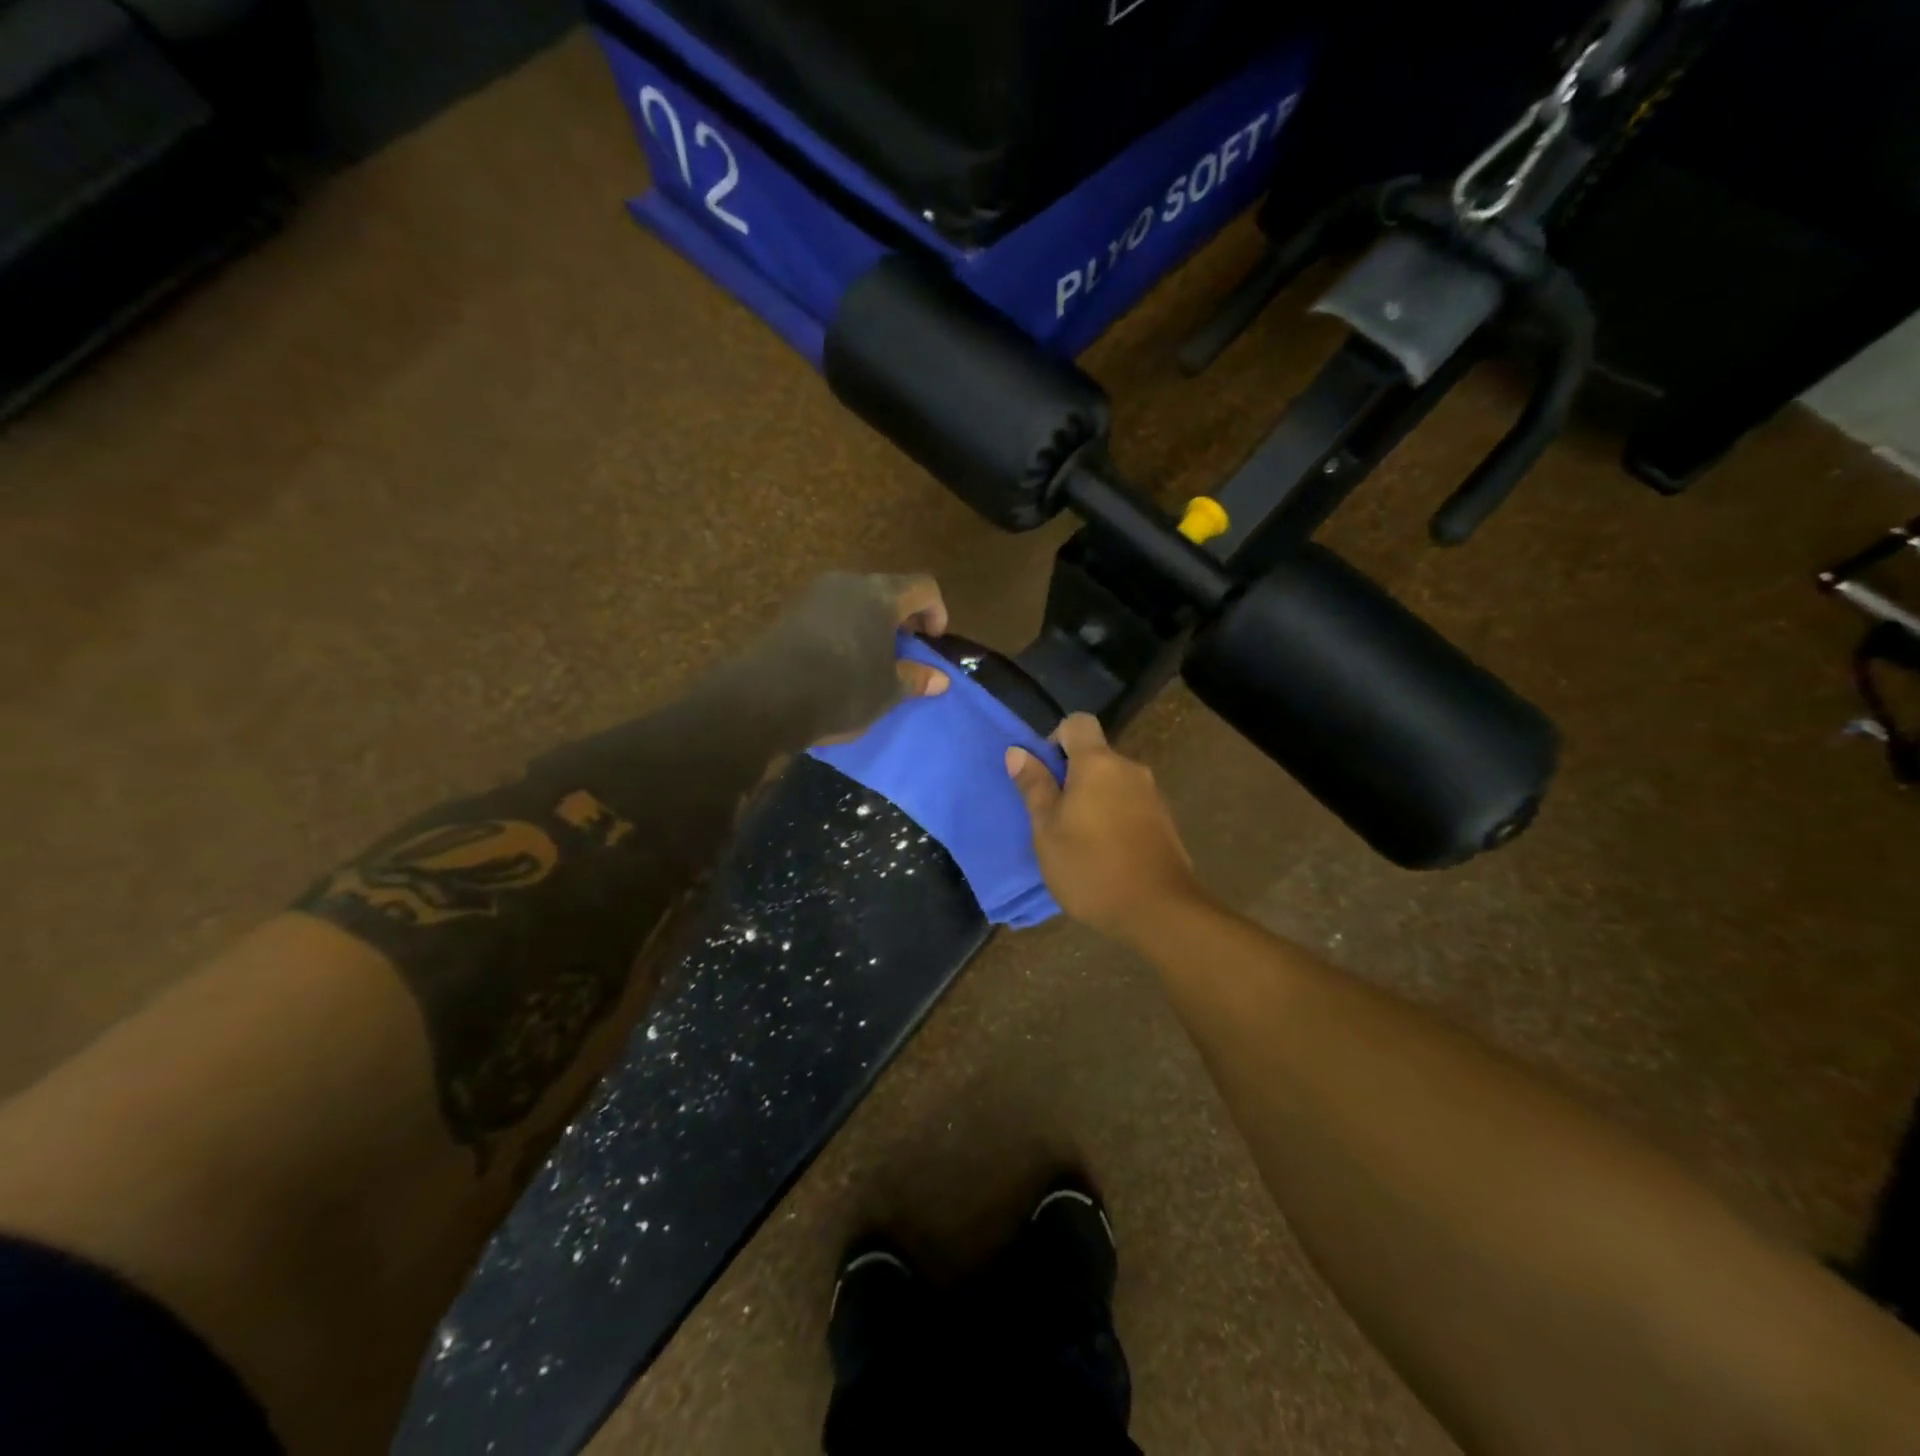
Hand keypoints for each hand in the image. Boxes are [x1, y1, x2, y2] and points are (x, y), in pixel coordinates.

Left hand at [745, 573, 950, 745]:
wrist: (769, 697)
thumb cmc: (843, 689)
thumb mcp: (887, 691)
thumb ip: (915, 679)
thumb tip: (940, 679)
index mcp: (881, 595)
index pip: (923, 587)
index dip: (936, 610)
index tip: (932, 641)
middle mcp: (849, 583)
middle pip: (887, 589)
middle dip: (901, 616)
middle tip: (905, 648)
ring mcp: (815, 594)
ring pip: (855, 600)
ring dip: (870, 622)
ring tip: (872, 657)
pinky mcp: (790, 611)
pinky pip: (830, 612)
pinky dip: (844, 629)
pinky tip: (839, 661)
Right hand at [1005, 713, 1202, 940]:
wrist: (1158, 910)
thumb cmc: (1090, 867)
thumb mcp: (1047, 830)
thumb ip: (1034, 787)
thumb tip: (1018, 751)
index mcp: (1098, 763)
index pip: (1078, 723)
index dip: (1056, 740)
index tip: (1045, 775)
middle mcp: (1129, 768)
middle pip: (1096, 755)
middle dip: (1072, 776)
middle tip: (1053, 816)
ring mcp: (1152, 794)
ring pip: (1113, 781)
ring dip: (1093, 798)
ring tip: (1077, 839)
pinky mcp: (1164, 820)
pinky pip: (1129, 803)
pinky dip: (1113, 816)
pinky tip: (1104, 852)